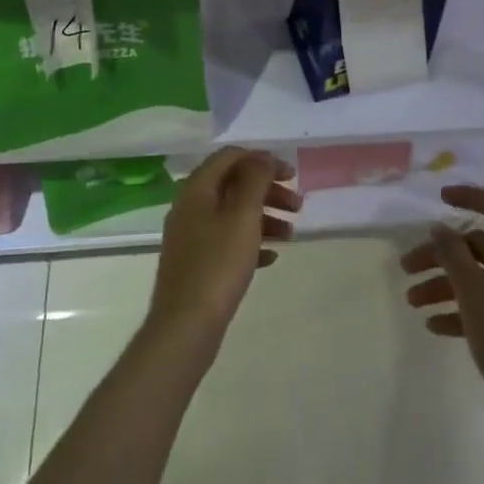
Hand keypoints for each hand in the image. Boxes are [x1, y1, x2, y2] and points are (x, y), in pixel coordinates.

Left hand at [144, 148, 300, 360]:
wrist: (185, 327)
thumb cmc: (218, 265)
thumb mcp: (243, 215)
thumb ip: (255, 179)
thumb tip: (262, 157)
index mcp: (197, 188)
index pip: (231, 156)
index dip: (263, 160)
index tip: (292, 176)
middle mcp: (189, 206)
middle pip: (233, 184)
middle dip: (268, 190)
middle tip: (298, 206)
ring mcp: (190, 236)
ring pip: (232, 213)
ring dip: (264, 217)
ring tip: (291, 235)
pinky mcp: (196, 263)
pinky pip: (227, 241)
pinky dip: (250, 242)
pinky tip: (271, 258)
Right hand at [401, 185, 483, 413]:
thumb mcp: (472, 289)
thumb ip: (453, 253)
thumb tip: (440, 227)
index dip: (469, 196)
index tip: (439, 199)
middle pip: (478, 246)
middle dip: (441, 255)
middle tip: (406, 267)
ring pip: (479, 278)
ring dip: (444, 284)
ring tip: (412, 301)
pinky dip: (460, 310)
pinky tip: (434, 326)